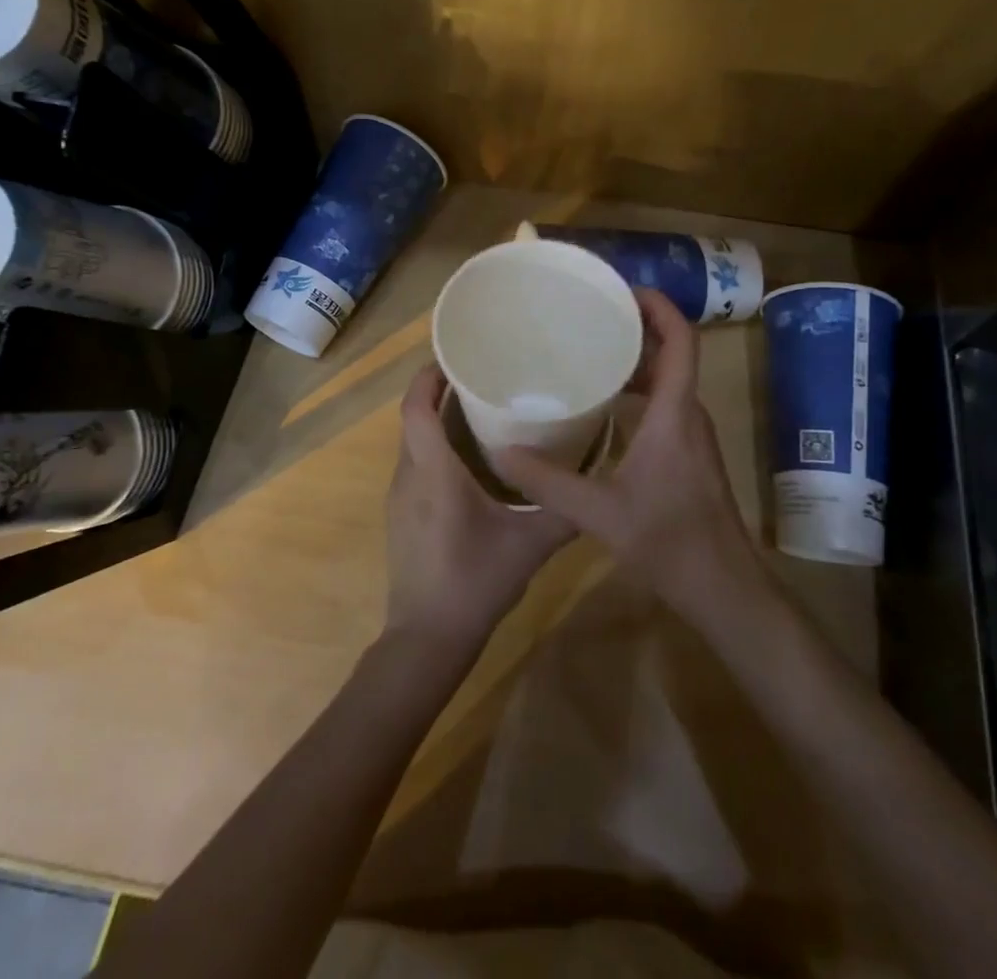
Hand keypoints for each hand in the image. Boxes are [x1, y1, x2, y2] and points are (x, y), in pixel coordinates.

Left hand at [384, 363, 575, 647]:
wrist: (427, 640)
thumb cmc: (475, 583)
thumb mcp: (529, 546)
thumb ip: (564, 513)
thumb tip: (596, 484)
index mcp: (434, 473)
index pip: (416, 408)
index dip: (427, 377)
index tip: (452, 356)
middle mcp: (409, 476)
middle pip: (414, 419)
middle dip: (438, 392)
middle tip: (479, 376)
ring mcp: (400, 497)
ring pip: (414, 443)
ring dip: (437, 421)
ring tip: (478, 410)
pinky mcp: (401, 516)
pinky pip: (415, 465)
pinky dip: (435, 448)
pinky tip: (468, 460)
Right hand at [498, 288, 765, 624]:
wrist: (723, 587)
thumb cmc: (668, 540)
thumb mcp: (599, 511)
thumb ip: (548, 481)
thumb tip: (502, 451)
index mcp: (675, 412)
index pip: (681, 340)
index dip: (658, 307)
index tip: (622, 290)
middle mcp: (688, 414)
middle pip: (671, 354)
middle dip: (636, 328)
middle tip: (590, 318)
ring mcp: (691, 435)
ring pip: (667, 381)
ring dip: (636, 361)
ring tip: (589, 353)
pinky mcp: (688, 454)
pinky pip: (665, 403)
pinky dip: (638, 390)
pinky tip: (603, 406)